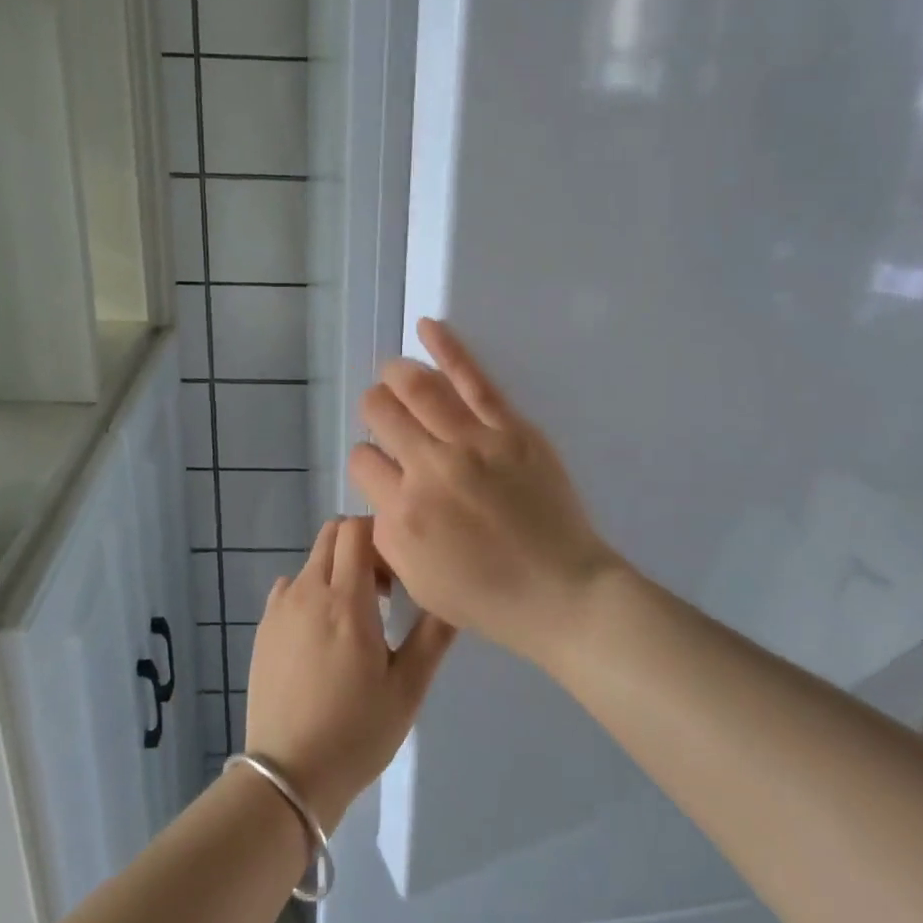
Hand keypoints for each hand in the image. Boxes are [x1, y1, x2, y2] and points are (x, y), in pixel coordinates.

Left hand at [242, 517, 452, 828]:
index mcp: (346, 600)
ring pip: (312, 561)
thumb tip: (454, 594)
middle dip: (360, 546)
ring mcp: (280, 608)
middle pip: (332, 534)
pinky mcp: (263, 627)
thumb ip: (433, 635)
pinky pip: (290, 588)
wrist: (288, 777)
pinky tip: (322, 636)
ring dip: (336, 571)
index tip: (399, 572)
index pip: (357, 528)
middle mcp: (308, 591)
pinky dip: (310, 593)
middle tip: (382, 590)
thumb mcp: (408, 689)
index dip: (381, 535)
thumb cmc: (357, 732)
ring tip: (353, 619)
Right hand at [346, 319, 623, 664]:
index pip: (361, 461)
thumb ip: (386, 533)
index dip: (366, 460)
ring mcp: (472, 443)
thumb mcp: (418, 581)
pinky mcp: (510, 427)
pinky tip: (427, 326)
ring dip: (396, 374)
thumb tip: (381, 490)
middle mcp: (429, 469)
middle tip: (383, 413)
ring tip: (393, 372)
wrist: (561, 591)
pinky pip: (472, 378)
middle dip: (375, 408)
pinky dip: (447, 347)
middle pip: (381, 414)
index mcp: (402, 513)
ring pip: (417, 388)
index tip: (382, 467)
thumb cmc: (488, 596)